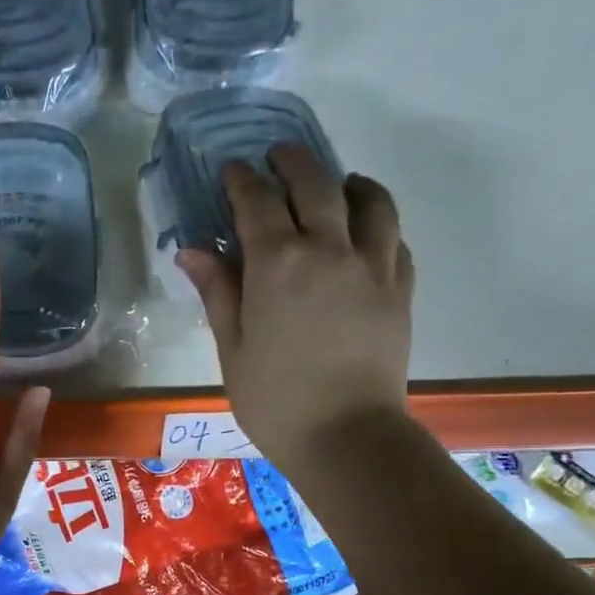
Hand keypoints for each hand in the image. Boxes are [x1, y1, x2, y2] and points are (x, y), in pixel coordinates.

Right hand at [176, 147, 413, 472]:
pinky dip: (378, 223)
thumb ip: (217, 292)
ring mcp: (373, 265)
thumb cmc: (275, 401)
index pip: (257, 202)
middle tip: (278, 158)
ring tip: (336, 186)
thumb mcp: (232, 349)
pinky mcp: (401, 288)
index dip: (241, 181)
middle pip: (315, 183)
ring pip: (369, 200)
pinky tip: (365, 234)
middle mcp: (329, 249)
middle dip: (293, 162)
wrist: (345, 437)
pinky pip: (394, 238)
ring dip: (348, 183)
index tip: (231, 170)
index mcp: (277, 264)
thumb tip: (192, 250)